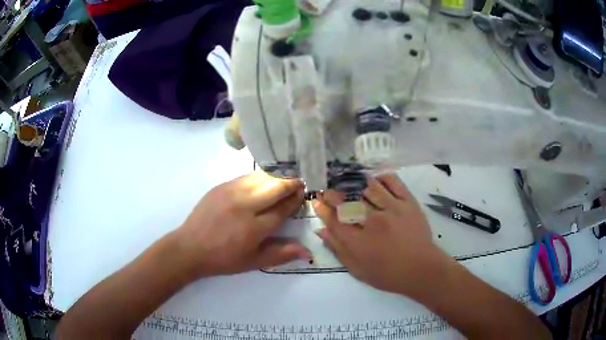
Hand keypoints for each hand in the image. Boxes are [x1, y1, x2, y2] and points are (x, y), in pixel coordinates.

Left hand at [175, 171, 309, 278]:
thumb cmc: (223, 259)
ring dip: (276, 176)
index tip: (304, 193)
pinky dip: (259, 177)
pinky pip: (246, 177)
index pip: (283, 208)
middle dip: (291, 183)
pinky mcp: (221, 186)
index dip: (295, 200)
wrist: (190, 247)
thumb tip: (308, 252)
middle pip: (275, 186)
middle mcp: (245, 206)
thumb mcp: (253, 262)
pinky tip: (262, 181)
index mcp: (255, 228)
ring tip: (283, 179)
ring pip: (261, 177)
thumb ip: (281, 254)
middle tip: (298, 182)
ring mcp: (232, 192)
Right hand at [313, 174, 447, 296]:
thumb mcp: (357, 270)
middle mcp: (372, 221)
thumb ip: (338, 250)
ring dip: (356, 185)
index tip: (317, 201)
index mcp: (358, 241)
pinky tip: (375, 179)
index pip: (334, 219)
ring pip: (368, 188)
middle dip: (333, 194)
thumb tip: (321, 230)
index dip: (322, 208)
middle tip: (329, 192)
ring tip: (351, 186)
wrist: (421, 269)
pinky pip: (393, 182)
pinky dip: (382, 177)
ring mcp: (392, 209)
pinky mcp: (408, 202)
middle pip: (347, 201)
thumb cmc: (387, 274)